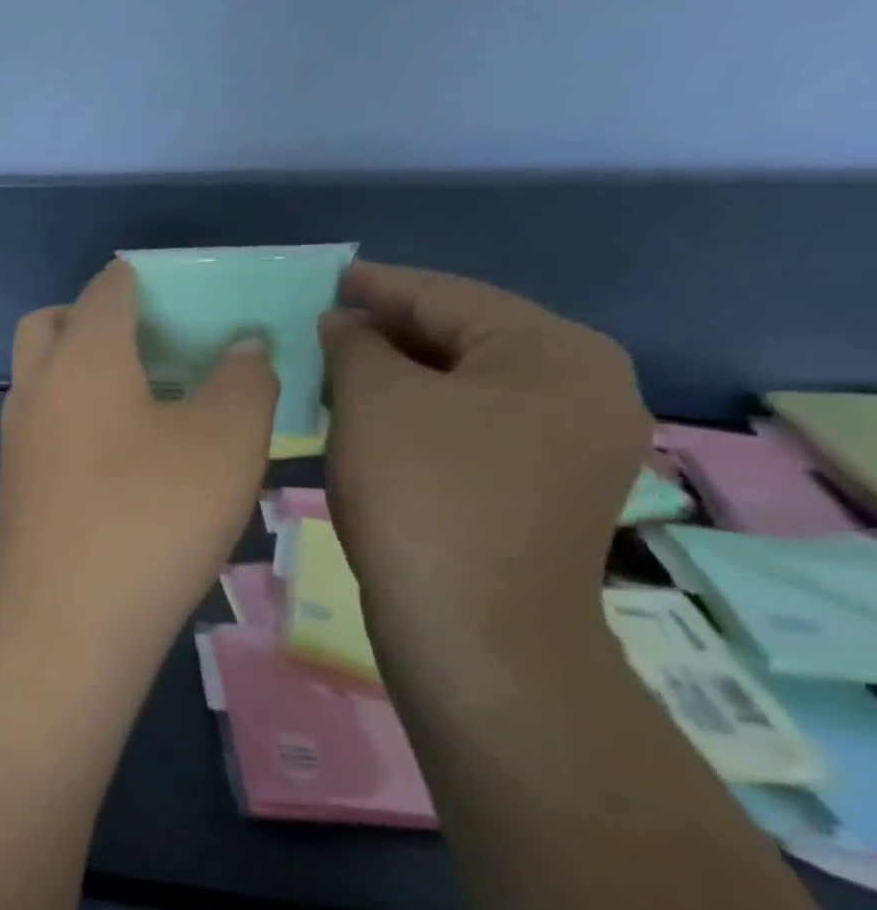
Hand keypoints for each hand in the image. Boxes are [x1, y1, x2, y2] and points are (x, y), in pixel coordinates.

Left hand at [0, 260, 278, 654]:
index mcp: (81, 355)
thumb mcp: (226, 441)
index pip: (108, 286)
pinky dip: (79, 416)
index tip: (196, 297)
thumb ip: (244, 379)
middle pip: (54, 323)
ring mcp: (17, 438)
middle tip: (160, 347)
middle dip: (99, 318)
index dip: (151, 278)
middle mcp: (36, 386)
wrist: (65, 624)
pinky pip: (46, 423)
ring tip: (155, 401)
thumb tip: (241, 347)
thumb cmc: (150, 516)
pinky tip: (128, 457)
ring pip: (44, 375)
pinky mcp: (16, 484)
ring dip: (86, 369)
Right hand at [321, 262, 649, 640]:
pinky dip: (423, 413)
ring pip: (470, 386)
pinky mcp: (548, 489)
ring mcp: (575, 445)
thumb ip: (355, 343)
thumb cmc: (423, 496)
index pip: (451, 296)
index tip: (328, 279)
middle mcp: (586, 389)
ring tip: (338, 368)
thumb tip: (345, 323)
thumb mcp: (374, 401)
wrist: (475, 631)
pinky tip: (375, 419)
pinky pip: (477, 425)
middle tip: (323, 325)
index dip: (380, 286)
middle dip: (389, 330)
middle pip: (469, 338)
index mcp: (556, 352)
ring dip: (401, 374)